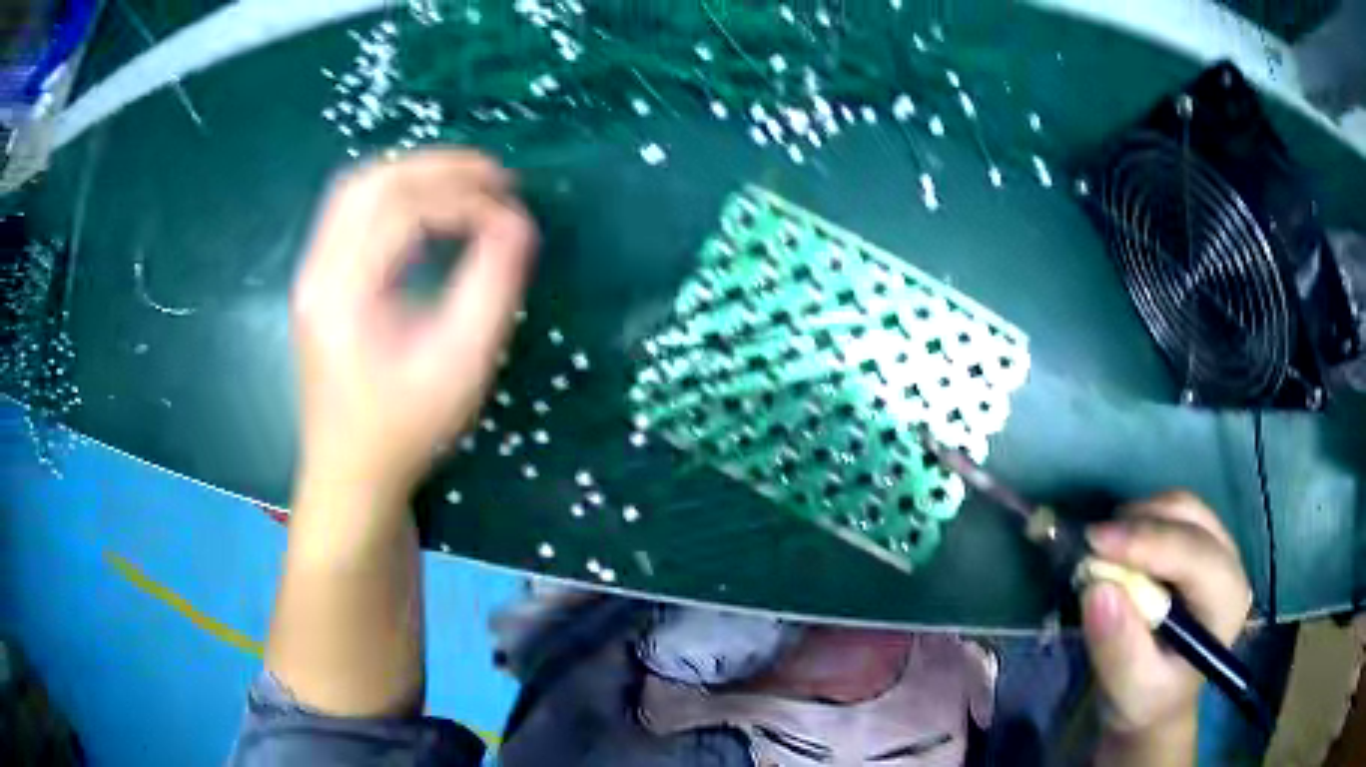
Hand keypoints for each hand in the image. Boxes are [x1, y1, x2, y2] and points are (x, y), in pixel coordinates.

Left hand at [292, 150, 535, 502]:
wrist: (350, 473)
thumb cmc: (405, 429)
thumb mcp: (461, 366)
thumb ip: (493, 287)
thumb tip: (518, 224)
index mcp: (345, 291)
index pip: (405, 209)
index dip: (466, 200)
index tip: (513, 216)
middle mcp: (318, 270)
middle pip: (373, 181)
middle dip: (439, 167)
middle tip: (496, 177)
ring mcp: (311, 273)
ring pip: (356, 188)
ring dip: (413, 173)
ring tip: (465, 184)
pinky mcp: (317, 281)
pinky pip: (350, 211)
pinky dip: (393, 194)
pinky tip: (426, 210)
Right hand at [1082, 491, 1252, 753]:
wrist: (1156, 702)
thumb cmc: (1146, 702)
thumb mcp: (1129, 690)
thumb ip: (1118, 647)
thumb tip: (1097, 588)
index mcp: (1227, 603)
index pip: (1195, 555)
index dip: (1147, 541)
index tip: (1094, 542)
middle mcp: (1230, 565)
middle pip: (1191, 518)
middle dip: (1140, 524)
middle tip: (1091, 544)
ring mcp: (1217, 549)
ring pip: (1180, 507)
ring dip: (1138, 518)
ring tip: (1102, 548)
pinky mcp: (1199, 543)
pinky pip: (1171, 513)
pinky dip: (1140, 520)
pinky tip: (1119, 548)